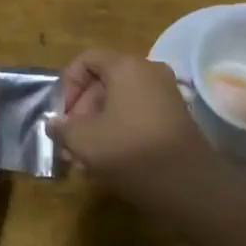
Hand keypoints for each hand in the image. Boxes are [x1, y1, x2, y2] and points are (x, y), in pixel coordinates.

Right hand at [53, 49, 221, 210]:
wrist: (190, 185)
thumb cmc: (131, 152)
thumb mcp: (85, 141)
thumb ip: (63, 128)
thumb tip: (55, 123)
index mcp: (126, 66)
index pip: (86, 60)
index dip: (67, 85)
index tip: (62, 116)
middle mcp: (148, 71)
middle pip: (103, 82)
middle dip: (81, 113)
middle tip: (70, 144)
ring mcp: (165, 94)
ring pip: (119, 103)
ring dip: (97, 127)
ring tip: (84, 161)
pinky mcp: (175, 118)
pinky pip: (137, 115)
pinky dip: (119, 132)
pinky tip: (108, 163)